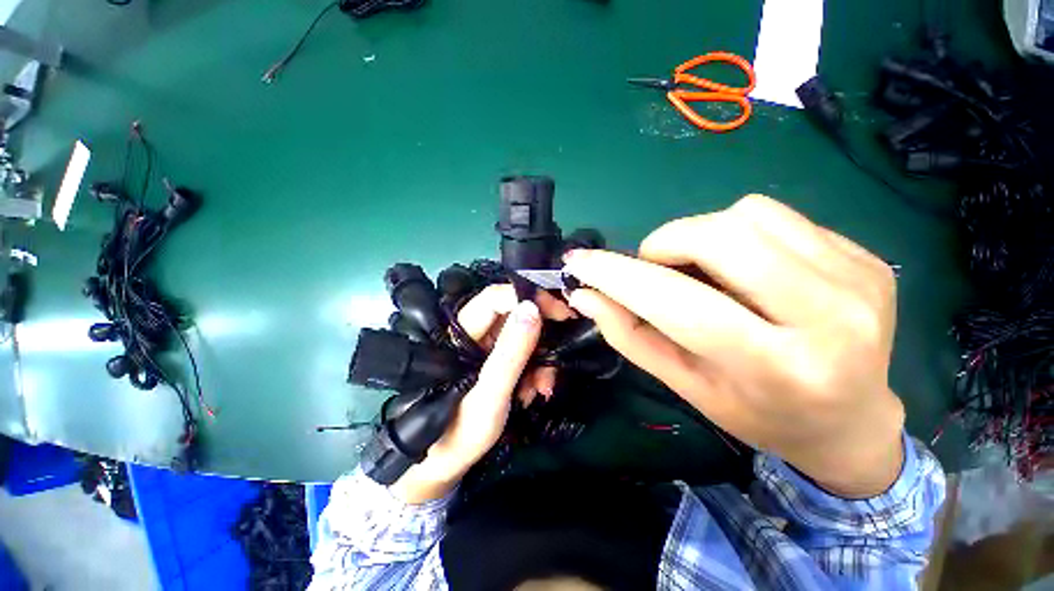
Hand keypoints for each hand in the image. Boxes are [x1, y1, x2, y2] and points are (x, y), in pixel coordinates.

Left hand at [390, 286, 571, 502]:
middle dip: (542, 337)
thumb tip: (532, 307)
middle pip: (516, 316)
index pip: (497, 297)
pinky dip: (536, 371)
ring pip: (525, 337)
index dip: (529, 298)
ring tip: (541, 389)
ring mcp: (489, 348)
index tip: (561, 313)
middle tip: (556, 360)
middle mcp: (476, 334)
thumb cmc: (460, 432)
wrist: (446, 464)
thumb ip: (511, 352)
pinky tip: (534, 392)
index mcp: (463, 334)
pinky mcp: (498, 361)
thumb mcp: (490, 394)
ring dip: (541, 360)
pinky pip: (525, 355)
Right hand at [564, 195, 904, 497]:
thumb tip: (584, 296)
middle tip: (654, 267)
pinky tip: (746, 266)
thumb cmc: (757, 413)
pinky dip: (740, 231)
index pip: (677, 302)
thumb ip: (630, 336)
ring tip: (703, 271)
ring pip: (748, 215)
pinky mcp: (868, 257)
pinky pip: (778, 215)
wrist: (851, 422)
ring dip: (702, 234)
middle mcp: (829, 318)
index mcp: (775, 368)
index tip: (579, 262)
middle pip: (721, 237)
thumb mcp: (684, 384)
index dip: (618, 275)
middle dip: (665, 242)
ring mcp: (857, 280)